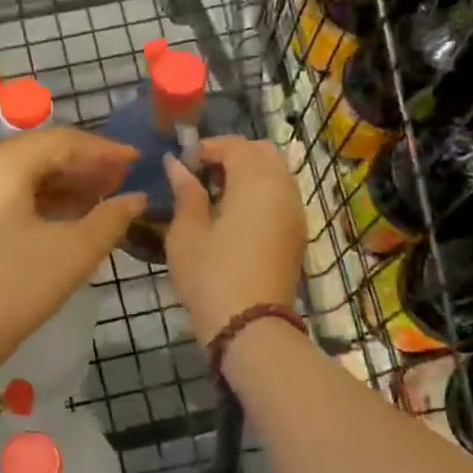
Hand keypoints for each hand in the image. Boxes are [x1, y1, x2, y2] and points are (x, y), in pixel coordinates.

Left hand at [0, 128, 145, 371]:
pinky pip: (9, 187)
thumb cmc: (15, 289)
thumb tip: (137, 198)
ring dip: (65, 179)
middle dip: (84, 164)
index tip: (137, 160)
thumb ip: (110, 218)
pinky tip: (75, 208)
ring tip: (106, 194)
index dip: (102, 150)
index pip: (60, 141)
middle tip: (124, 179)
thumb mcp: (73, 252)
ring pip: (25, 168)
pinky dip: (42, 194)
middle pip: (40, 150)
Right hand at [163, 136, 305, 344]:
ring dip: (247, 174)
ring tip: (214, 196)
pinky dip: (259, 194)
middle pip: (263, 154)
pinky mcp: (296, 236)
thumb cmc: (210, 274)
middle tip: (200, 174)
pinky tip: (233, 216)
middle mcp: (283, 190)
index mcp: (256, 182)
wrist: (250, 327)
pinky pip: (280, 198)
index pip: (236, 145)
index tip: (182, 162)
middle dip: (232, 155)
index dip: (207, 147)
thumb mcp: (187, 232)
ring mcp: (295, 214)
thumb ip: (186, 192)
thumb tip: (177, 164)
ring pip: (275, 175)